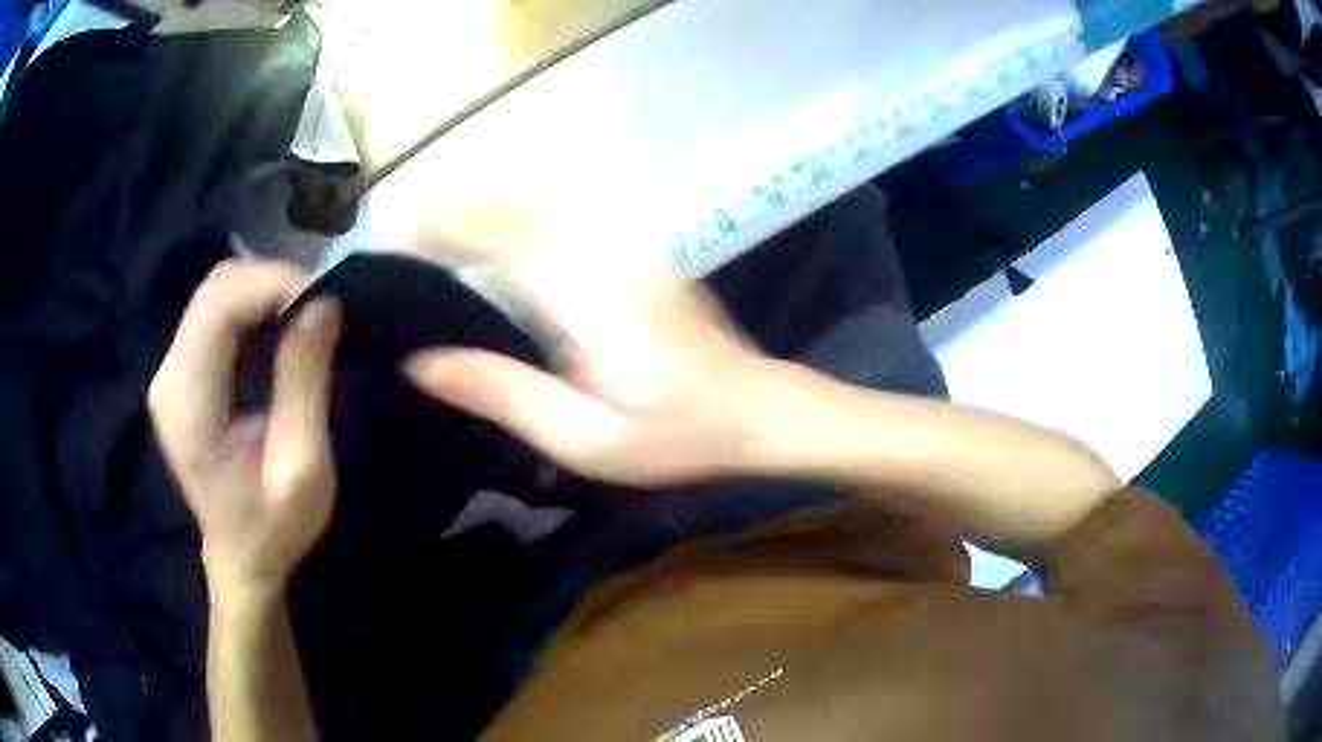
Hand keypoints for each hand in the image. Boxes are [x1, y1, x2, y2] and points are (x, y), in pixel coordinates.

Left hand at [149, 260, 340, 598]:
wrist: (241, 559)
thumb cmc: (274, 528)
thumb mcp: (303, 468)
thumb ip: (305, 384)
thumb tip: (324, 305)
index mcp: (189, 404)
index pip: (219, 303)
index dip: (273, 284)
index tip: (325, 304)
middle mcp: (169, 377)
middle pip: (215, 287)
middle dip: (272, 282)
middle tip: (319, 311)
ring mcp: (170, 372)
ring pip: (216, 291)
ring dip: (264, 292)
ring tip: (304, 321)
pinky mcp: (181, 371)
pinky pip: (215, 312)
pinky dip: (253, 307)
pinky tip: (278, 331)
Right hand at [405, 209, 773, 486]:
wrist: (754, 408)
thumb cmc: (673, 434)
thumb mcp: (581, 437)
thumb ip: (501, 393)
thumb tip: (421, 363)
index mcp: (585, 299)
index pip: (501, 238)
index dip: (445, 228)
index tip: (398, 234)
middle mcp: (604, 255)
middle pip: (517, 210)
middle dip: (457, 211)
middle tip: (408, 233)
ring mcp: (628, 248)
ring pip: (543, 204)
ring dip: (487, 206)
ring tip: (441, 230)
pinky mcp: (639, 252)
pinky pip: (567, 216)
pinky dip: (522, 214)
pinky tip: (503, 234)